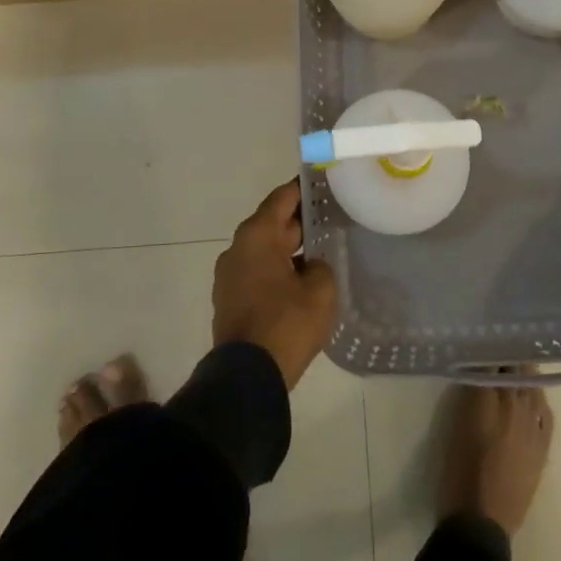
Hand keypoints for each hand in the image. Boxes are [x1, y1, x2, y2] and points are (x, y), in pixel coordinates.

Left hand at [212, 179, 336, 390]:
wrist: (248, 377)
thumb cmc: (286, 324)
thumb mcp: (320, 290)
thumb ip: (320, 266)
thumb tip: (310, 266)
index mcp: (256, 236)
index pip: (282, 198)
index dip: (303, 189)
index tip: (323, 182)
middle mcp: (237, 248)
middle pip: (272, 223)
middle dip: (300, 221)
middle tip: (331, 218)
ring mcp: (229, 275)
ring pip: (264, 250)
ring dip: (289, 249)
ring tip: (321, 251)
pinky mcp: (229, 299)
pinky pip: (257, 272)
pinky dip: (277, 270)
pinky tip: (301, 281)